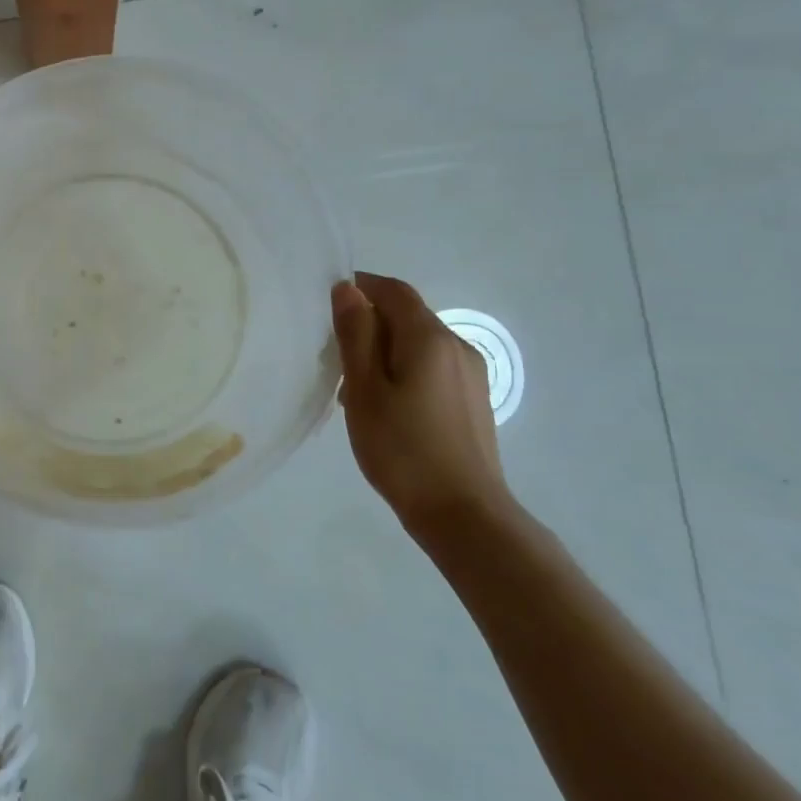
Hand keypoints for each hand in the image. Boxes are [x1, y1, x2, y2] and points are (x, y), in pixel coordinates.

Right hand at [331, 273, 511, 530]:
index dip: (360, 287)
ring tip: (354, 387)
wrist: (463, 513)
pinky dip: (403, 370)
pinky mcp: (473, 400)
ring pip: (419, 343)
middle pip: (408, 315)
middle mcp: (457, 346)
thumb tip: (348, 289)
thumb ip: (356, 335)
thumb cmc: (403, 448)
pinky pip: (432, 367)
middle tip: (333, 354)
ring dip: (384, 350)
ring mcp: (470, 375)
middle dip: (369, 323)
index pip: (393, 290)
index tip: (327, 306)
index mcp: (429, 337)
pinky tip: (386, 406)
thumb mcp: (365, 389)